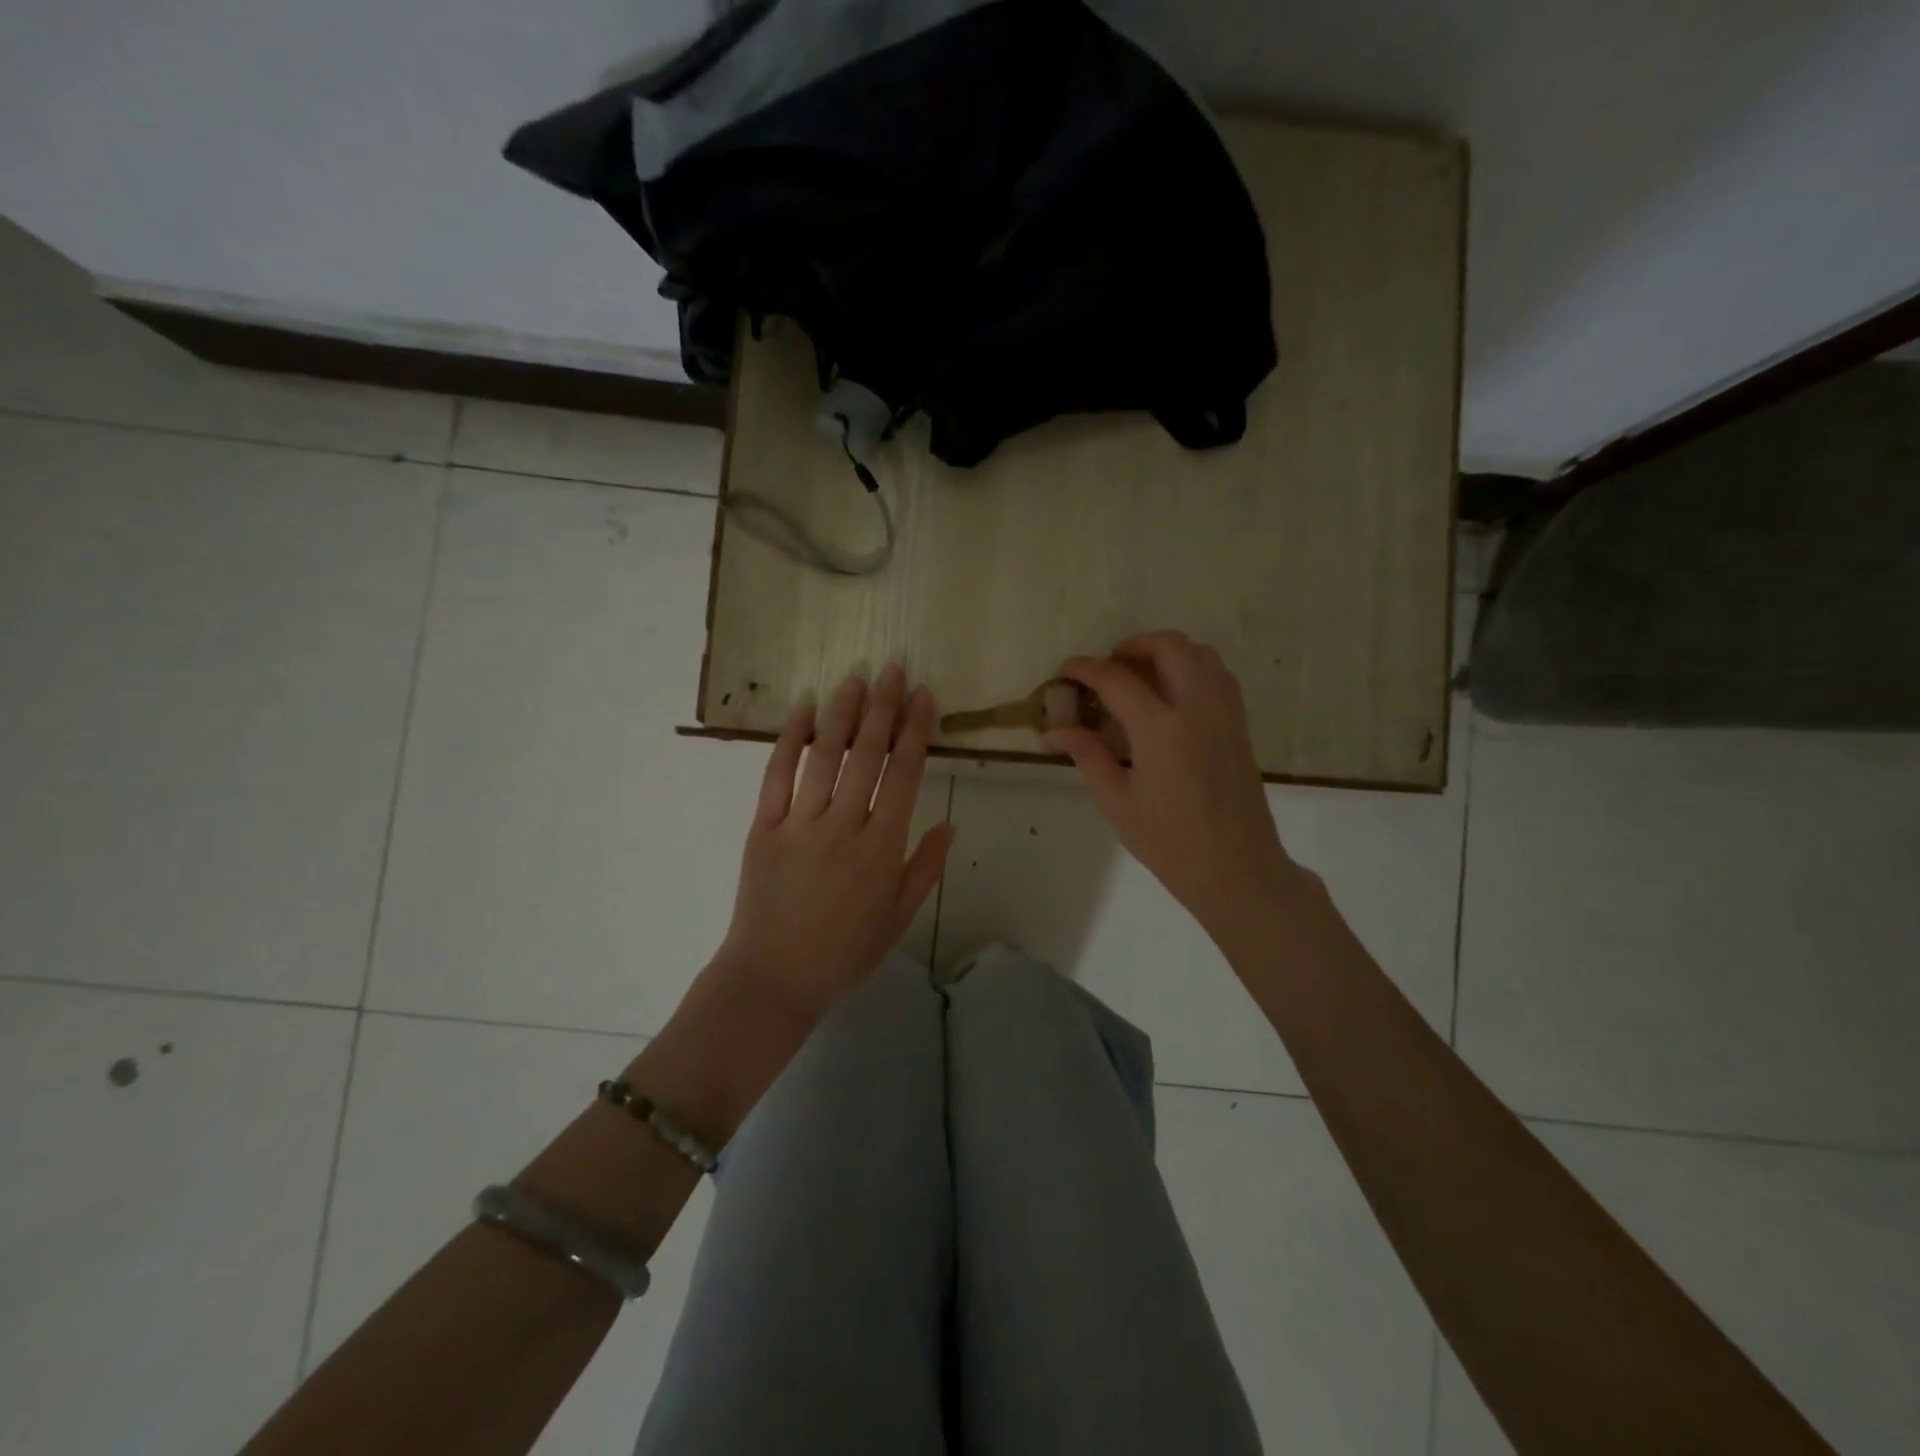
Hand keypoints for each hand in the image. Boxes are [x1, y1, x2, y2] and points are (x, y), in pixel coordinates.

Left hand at [711, 663, 953, 1022]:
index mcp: (882, 848)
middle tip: (893, 668)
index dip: (916, 730)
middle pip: (867, 754)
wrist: (774, 978)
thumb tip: (949, 824)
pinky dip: (790, 738)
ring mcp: (800, 824)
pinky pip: (777, 774)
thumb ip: (924, 869)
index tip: (923, 696)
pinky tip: (802, 707)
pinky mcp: (764, 827)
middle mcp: (844, 826)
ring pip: (825, 755)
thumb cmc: (844, 952)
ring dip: (842, 711)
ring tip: (856, 676)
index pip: (904, 774)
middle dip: (884, 706)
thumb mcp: (898, 919)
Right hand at [1046, 631, 1298, 940]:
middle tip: (1108, 670)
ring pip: (1200, 653)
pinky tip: (1171, 698)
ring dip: (1166, 653)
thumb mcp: (1117, 803)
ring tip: (1140, 679)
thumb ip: (1088, 756)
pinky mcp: (1240, 725)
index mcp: (1161, 729)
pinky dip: (1192, 668)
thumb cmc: (1170, 843)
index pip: (1117, 679)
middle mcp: (1197, 707)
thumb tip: (1054, 731)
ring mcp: (1225, 713)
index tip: (1065, 672)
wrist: (1237, 869)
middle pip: (1168, 646)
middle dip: (1132, 647)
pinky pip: (1218, 675)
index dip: (1086, 669)